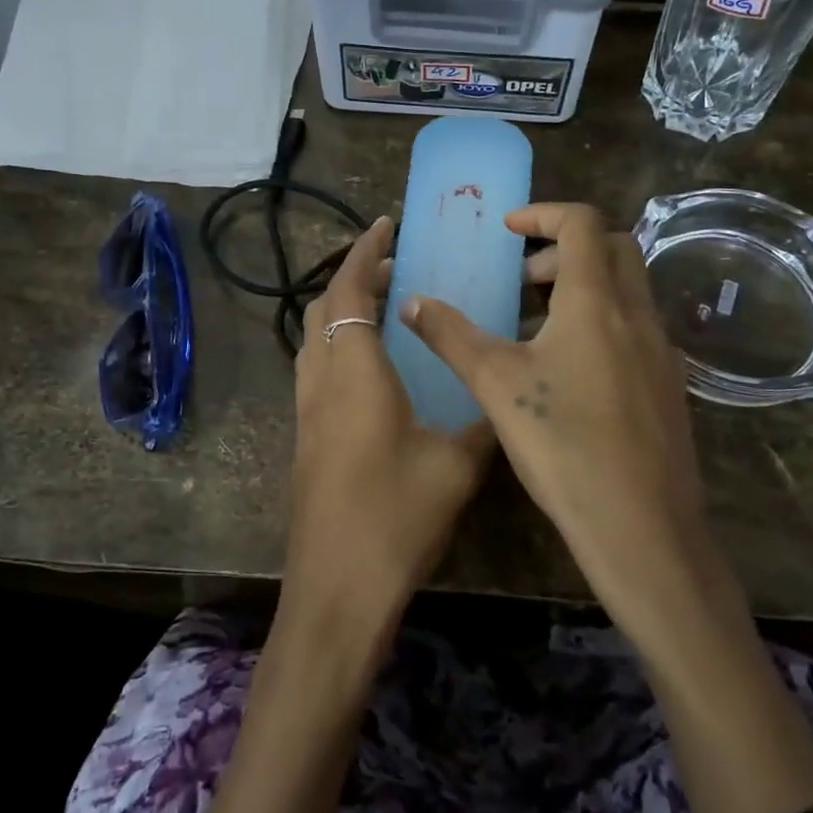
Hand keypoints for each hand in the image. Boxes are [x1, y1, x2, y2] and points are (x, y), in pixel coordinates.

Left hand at [286, 217, 494, 630]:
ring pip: (315, 339)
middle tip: (396, 267)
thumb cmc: (395, 518)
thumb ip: (483, 422)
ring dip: (343, 311)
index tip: (385, 223)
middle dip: (354, 277)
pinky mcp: (306, 439)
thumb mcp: (456, 465)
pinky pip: (317, 369)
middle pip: (324, 308)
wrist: (336, 588)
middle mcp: (322, 381)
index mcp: (356, 373)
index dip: (364, 251)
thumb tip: (506, 398)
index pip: (350, 291)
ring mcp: (307, 412)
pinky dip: (339, 346)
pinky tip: (374, 369)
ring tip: (387, 309)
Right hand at [403, 203, 743, 638]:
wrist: (640, 525)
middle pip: (613, 248)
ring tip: (537, 326)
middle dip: (565, 248)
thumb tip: (411, 302)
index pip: (581, 223)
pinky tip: (570, 371)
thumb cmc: (562, 444)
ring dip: (584, 287)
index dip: (542, 213)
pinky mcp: (669, 386)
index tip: (507, 229)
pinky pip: (635, 328)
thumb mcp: (495, 384)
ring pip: (627, 290)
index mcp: (596, 302)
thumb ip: (451, 336)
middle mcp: (637, 315)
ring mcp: (661, 351)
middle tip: (523, 279)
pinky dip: (602, 322)